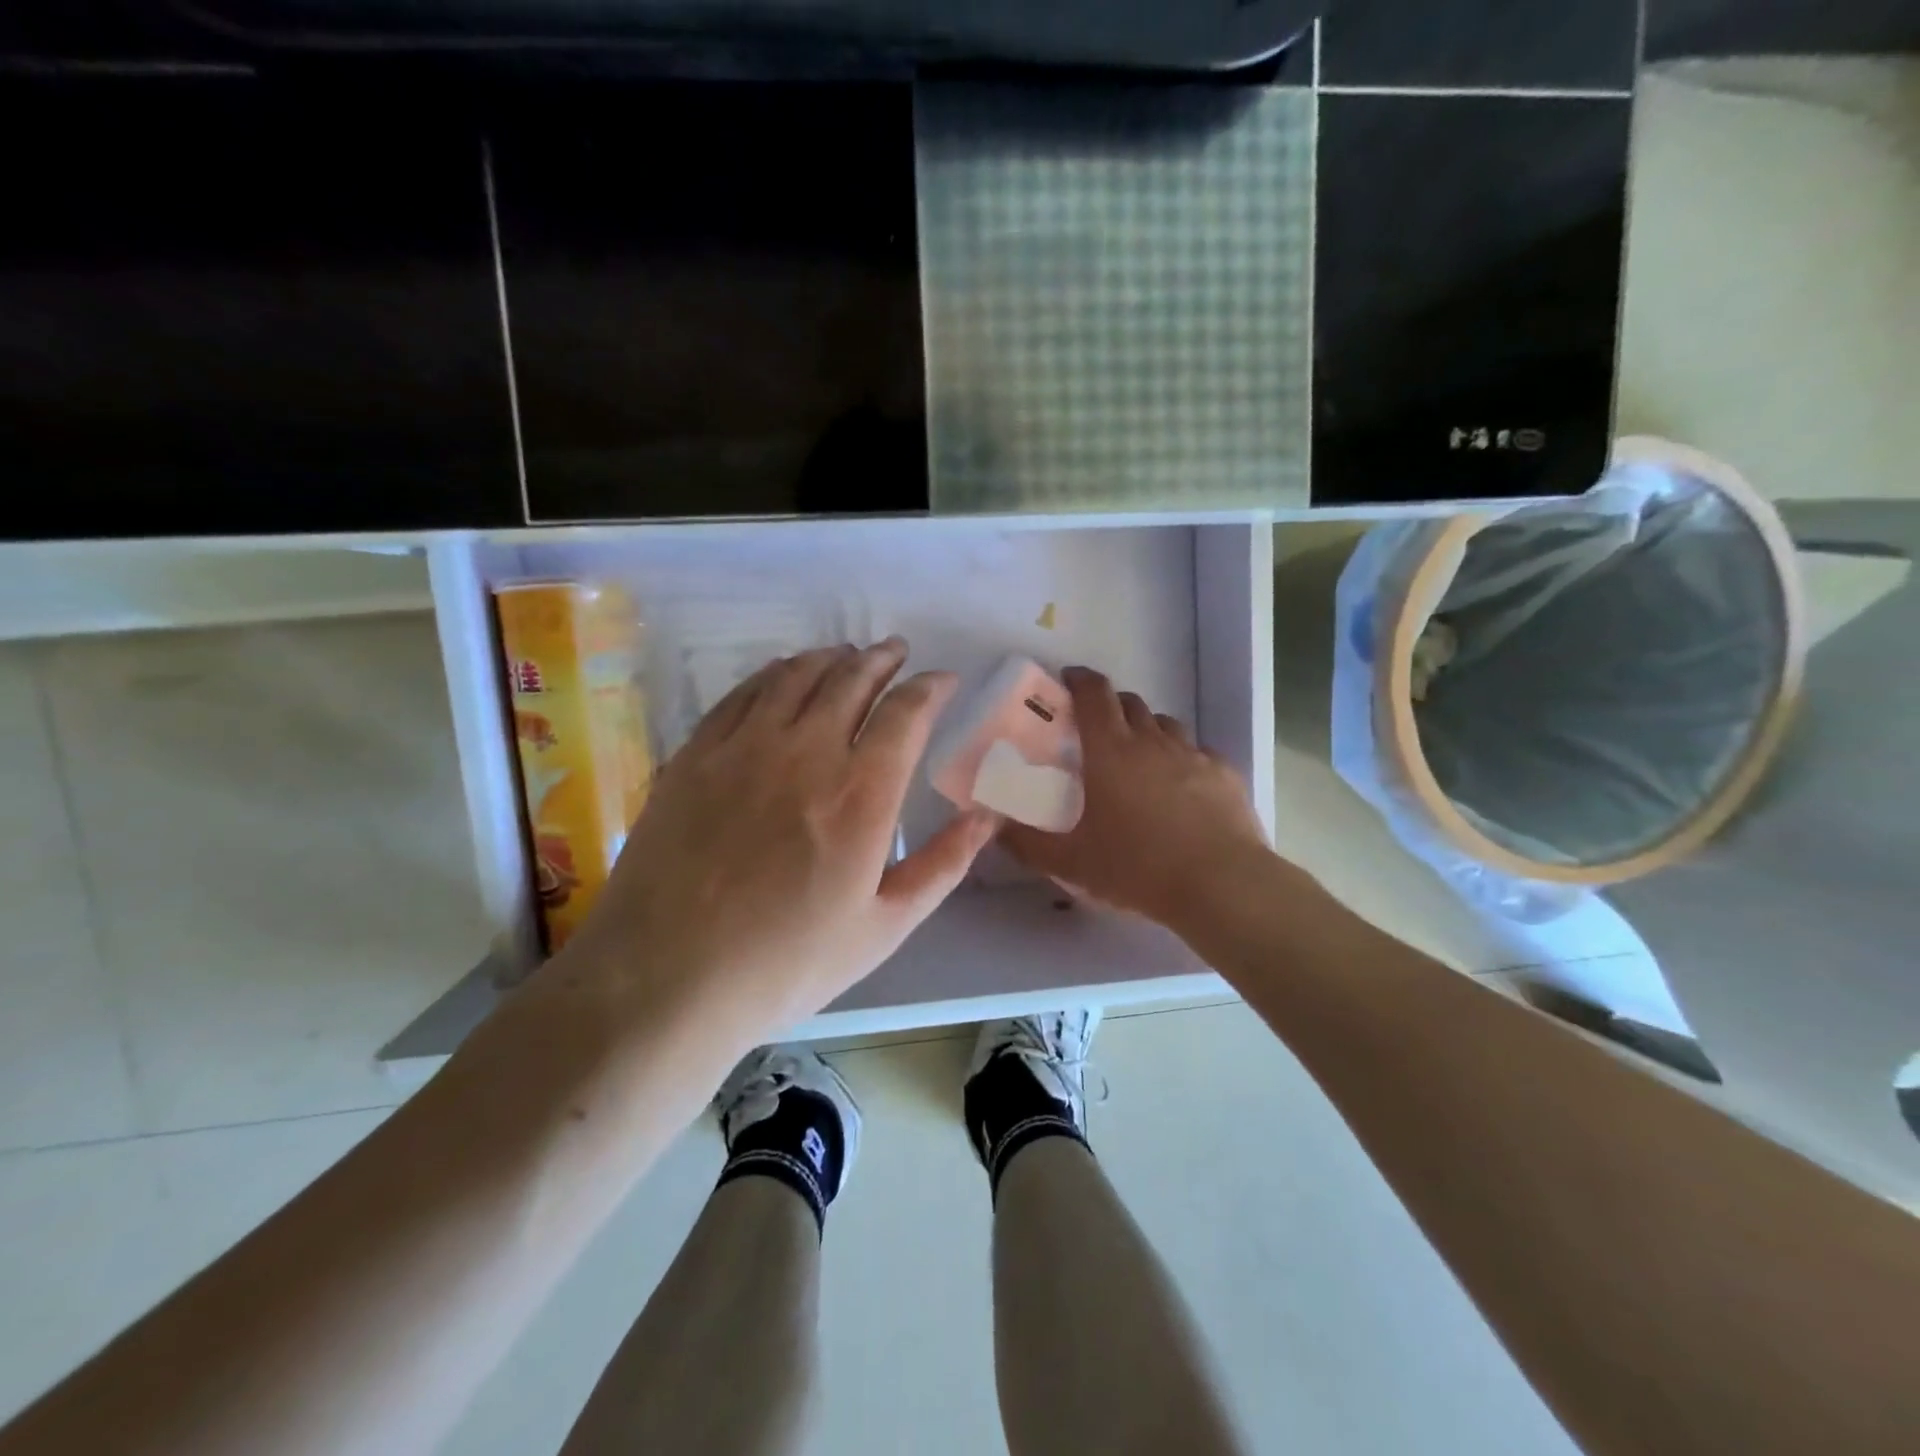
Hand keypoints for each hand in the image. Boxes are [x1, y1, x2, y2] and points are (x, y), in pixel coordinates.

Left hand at [562, 638, 998, 1049]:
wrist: (666, 979)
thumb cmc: (786, 963)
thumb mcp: (884, 927)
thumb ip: (942, 865)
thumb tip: (988, 816)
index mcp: (860, 794)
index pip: (906, 713)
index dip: (931, 687)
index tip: (944, 680)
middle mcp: (805, 752)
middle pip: (852, 679)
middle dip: (883, 659)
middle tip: (897, 653)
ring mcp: (743, 747)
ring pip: (796, 675)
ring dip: (831, 658)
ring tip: (847, 655)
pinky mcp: (696, 754)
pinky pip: (743, 693)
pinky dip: (774, 674)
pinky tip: (782, 676)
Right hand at [999, 667, 1272, 929]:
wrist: (1222, 884)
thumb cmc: (1138, 868)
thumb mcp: (1073, 863)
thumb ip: (1029, 845)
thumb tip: (997, 831)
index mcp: (1111, 752)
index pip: (1094, 695)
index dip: (1079, 680)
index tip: (1068, 680)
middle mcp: (1152, 741)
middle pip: (1130, 703)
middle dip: (1111, 706)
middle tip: (1097, 730)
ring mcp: (1193, 755)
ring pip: (1166, 724)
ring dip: (1147, 730)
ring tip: (1139, 758)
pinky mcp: (1224, 773)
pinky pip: (1198, 752)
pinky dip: (1182, 758)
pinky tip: (1181, 787)